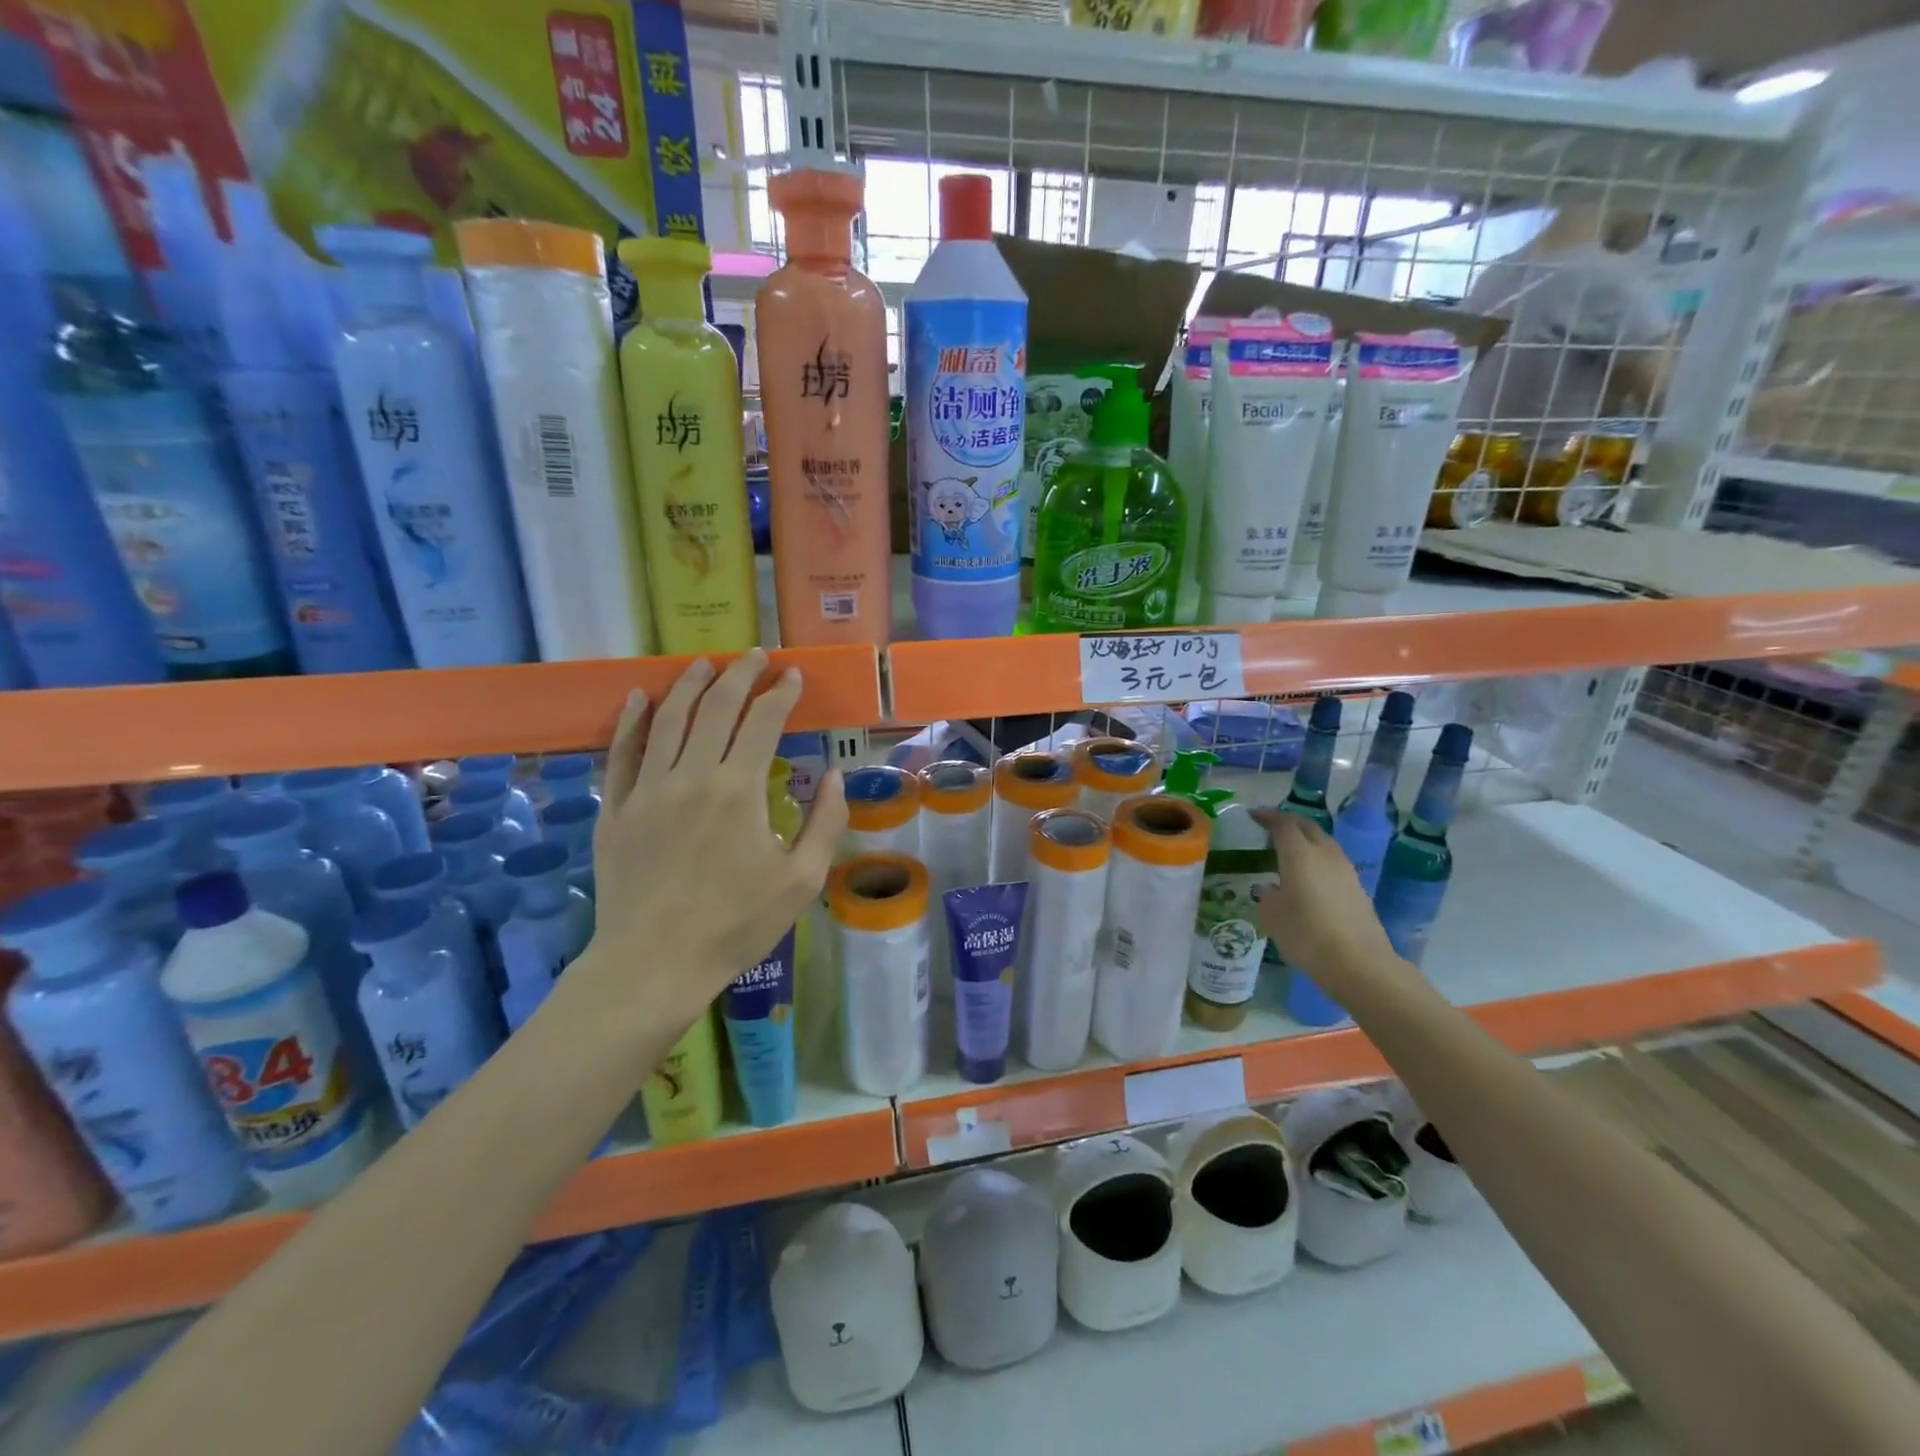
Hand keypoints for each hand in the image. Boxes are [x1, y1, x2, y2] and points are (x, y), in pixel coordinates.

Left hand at [582, 650, 847, 1026]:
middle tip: (755, 657)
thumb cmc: (736, 926)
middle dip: (739, 674)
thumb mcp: (801, 882)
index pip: (762, 721)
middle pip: (715, 707)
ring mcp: (647, 790)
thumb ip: (826, 823)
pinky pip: (622, 753)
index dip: (781, 693)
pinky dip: (630, 721)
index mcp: (739, 791)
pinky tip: (637, 698)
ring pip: (667, 720)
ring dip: (689, 685)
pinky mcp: (615, 809)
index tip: (793, 676)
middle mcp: (691, 776)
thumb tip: (837, 776)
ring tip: (704, 663)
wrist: (654, 965)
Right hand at [1250, 810, 1395, 986]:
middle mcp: (1324, 854)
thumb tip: (1269, 888)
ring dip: (1306, 841)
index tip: (1253, 815)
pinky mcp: (1357, 888)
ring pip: (1324, 843)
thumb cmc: (1306, 934)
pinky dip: (1318, 859)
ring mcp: (1345, 870)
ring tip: (1289, 852)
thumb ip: (1267, 896)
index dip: (1267, 816)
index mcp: (1299, 854)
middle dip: (1288, 823)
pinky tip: (1309, 877)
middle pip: (1307, 827)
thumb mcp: (1272, 916)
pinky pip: (1333, 862)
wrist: (1358, 963)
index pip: (1283, 823)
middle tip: (1270, 828)